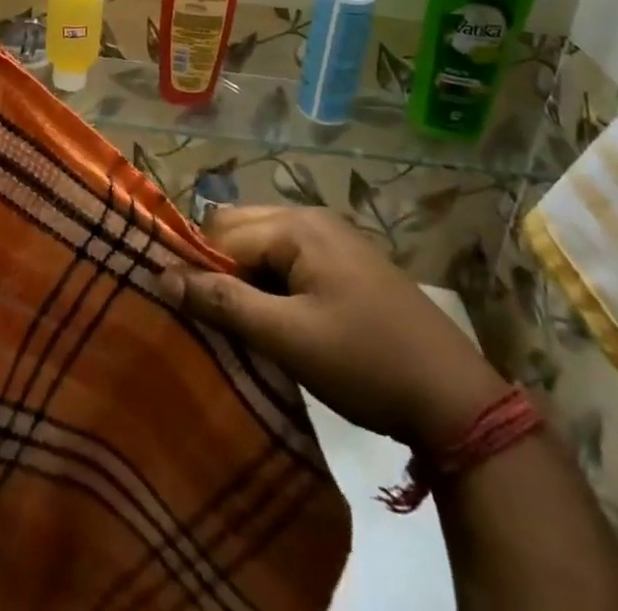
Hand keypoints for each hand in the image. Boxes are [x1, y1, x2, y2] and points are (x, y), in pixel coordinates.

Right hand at [158, 206, 507, 451]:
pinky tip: (275, 319)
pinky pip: (289, 259)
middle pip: (240, 229)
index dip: (196, 267)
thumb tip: (161, 273)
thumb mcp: (288, 337)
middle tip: (213, 317)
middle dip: (219, 268)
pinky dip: (271, 283)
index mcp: (296, 225)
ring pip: (263, 245)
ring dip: (245, 278)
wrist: (456, 399)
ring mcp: (333, 238)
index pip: (221, 232)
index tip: (182, 307)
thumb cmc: (365, 361)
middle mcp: (311, 217)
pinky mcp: (347, 263)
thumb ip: (223, 302)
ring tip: (241, 324)